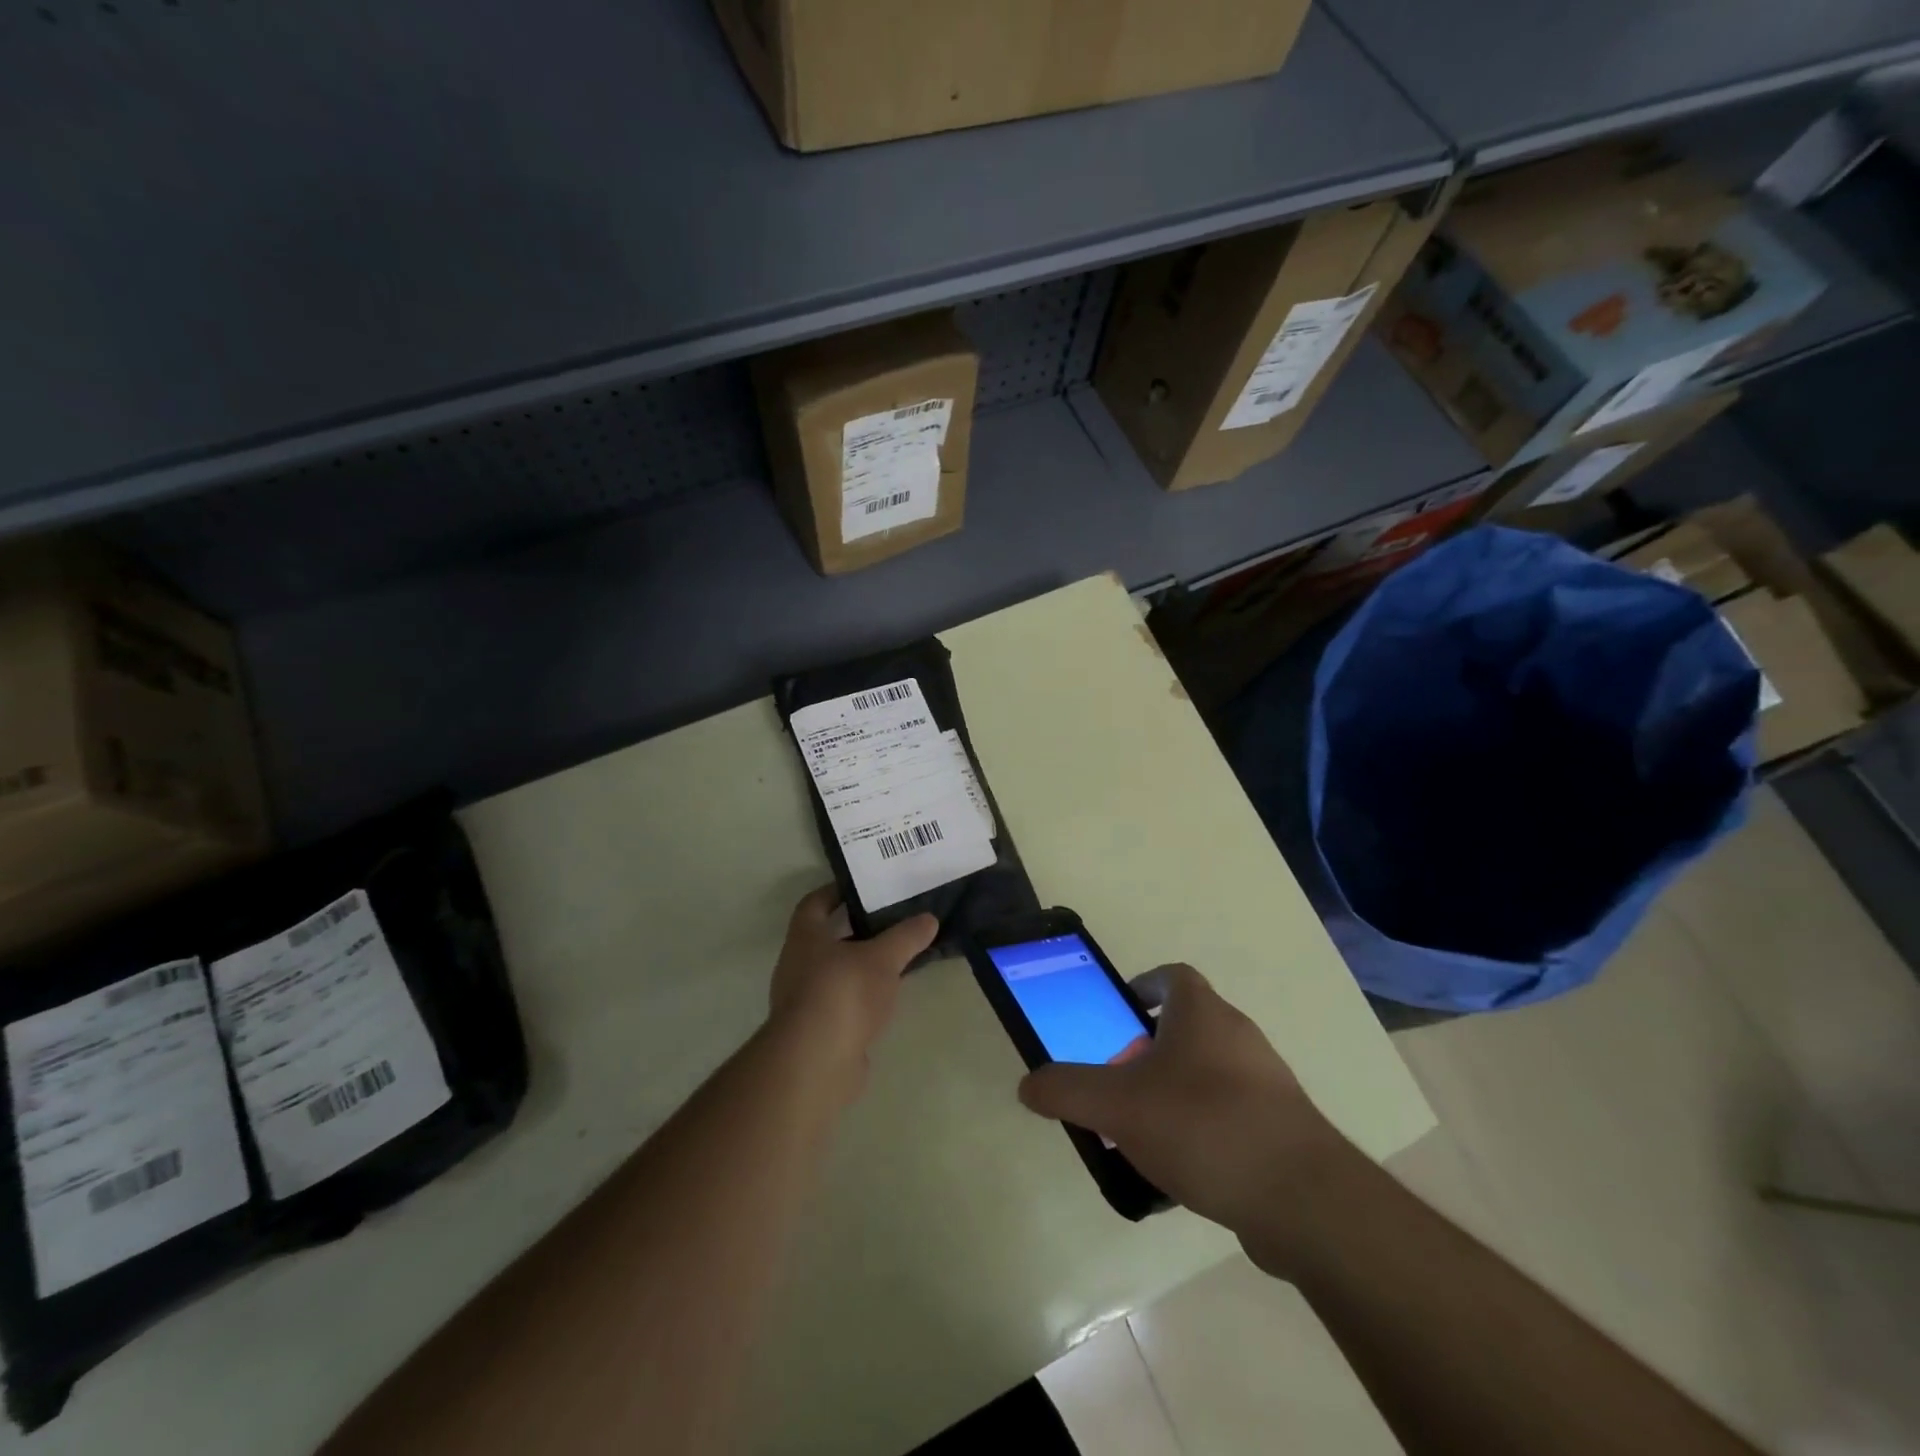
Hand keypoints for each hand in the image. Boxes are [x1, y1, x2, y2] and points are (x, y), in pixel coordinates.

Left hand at [768, 886, 937, 1089]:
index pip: (815, 903)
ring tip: (896, 959)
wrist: (815, 1062)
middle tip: (891, 921)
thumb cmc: (843, 992)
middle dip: (855, 929)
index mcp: (805, 937)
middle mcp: (797, 964)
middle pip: (826, 938)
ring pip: (835, 972)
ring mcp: (803, 1000)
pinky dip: (861, 996)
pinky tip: (886, 998)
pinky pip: (841, 1002)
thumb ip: (906, 937)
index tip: (864, 887)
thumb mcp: (883, 958)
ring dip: (860, 965)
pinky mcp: (816, 1031)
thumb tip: (929, 918)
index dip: (836, 891)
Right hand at [1018, 964, 1349, 1270]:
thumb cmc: (1204, 1126)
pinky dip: (1202, 1131)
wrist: (1304, 1201)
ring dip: (1174, 1092)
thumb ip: (1067, 1090)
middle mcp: (1239, 1037)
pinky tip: (1181, 1174)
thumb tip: (1028, 1085)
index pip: (1173, 976)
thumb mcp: (1118, 1105)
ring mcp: (1267, 1084)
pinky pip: (1230, 1116)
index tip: (1120, 1011)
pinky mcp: (1283, 1130)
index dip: (1145, 984)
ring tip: (1142, 1132)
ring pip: (1208, 1074)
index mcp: (1203, 1014)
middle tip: (1118, 1081)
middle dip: (1148, 1050)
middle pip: (1188, 1027)